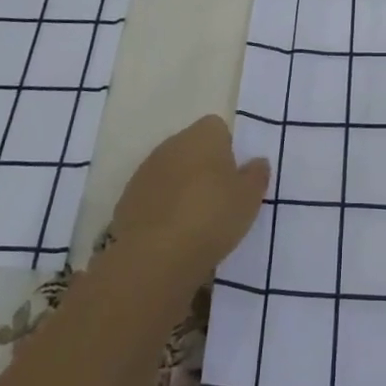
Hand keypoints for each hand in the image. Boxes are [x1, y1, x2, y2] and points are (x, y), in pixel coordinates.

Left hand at [111, 115, 269, 292]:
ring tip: (196, 222)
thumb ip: (256, 175)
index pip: (217, 128)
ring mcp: (146, 171)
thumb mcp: (249, 198)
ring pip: (171, 171)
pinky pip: (153, 196)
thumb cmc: (211, 217)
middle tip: (220, 199)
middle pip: (192, 148)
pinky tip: (172, 234)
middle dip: (204, 167)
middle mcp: (172, 144)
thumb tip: (257, 162)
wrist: (154, 256)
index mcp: (203, 135)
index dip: (228, 149)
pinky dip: (162, 208)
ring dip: (182, 188)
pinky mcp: (127, 199)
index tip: (235, 177)